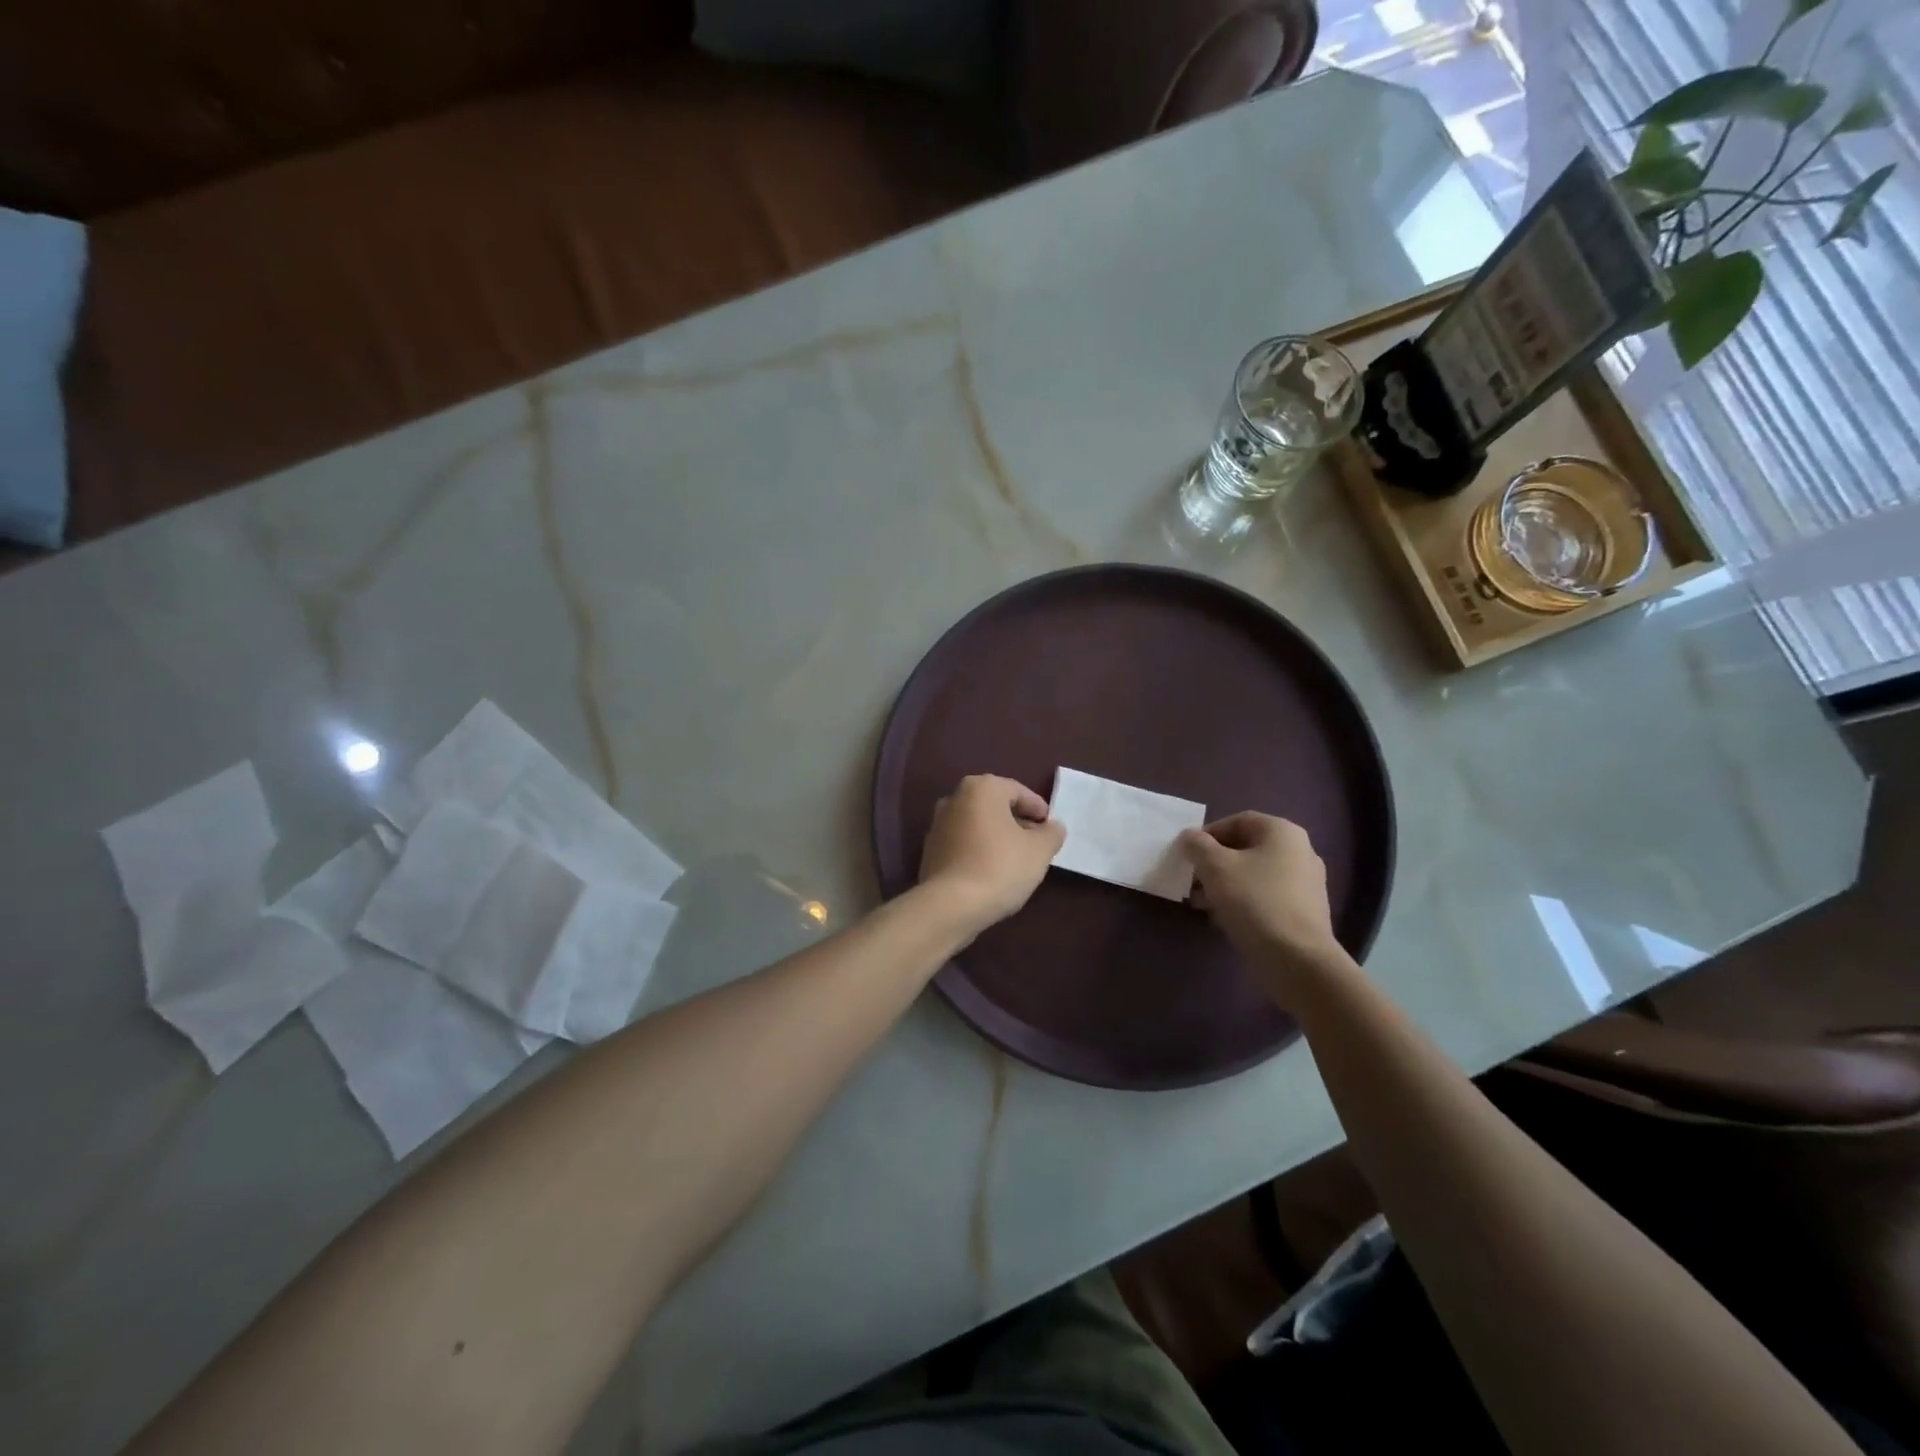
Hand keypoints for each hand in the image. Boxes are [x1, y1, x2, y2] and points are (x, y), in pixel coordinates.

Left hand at [918, 775, 1065, 933]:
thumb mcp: (1039, 850)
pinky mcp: (930, 850)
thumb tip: (1052, 827)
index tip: (1050, 828)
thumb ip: (1051, 833)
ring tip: (1016, 859)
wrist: (951, 905)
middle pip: (995, 806)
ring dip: (997, 836)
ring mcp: (938, 824)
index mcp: (981, 788)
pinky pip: (963, 843)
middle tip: (1036, 843)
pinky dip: (979, 850)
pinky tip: (991, 871)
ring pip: (977, 824)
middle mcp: (955, 798)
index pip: (1018, 791)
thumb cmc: (1000, 867)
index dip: (1038, 809)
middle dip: (1017, 821)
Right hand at [1179, 813, 1346, 993]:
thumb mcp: (1215, 867)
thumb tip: (1189, 837)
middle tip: (1192, 880)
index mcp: (1282, 833)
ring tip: (1202, 903)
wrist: (1297, 959)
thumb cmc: (1254, 901)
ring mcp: (1306, 884)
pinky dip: (1243, 902)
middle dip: (1214, 863)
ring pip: (1254, 875)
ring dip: (1224, 884)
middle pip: (1246, 848)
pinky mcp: (1304, 912)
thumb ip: (1197, 845)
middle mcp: (1300, 852)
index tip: (1188, 854)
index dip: (1208, 833)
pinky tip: (1224, 919)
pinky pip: (1266, 897)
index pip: (1238, 820)